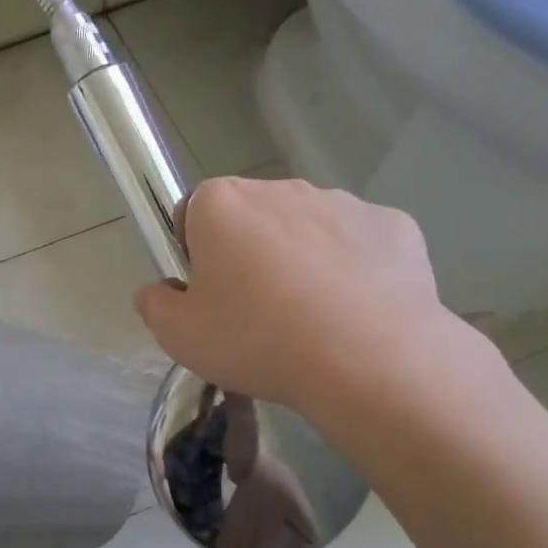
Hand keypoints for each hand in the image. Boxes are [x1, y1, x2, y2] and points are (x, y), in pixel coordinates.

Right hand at [132, 176, 469, 407]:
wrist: (368, 359)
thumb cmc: (257, 340)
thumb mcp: (180, 337)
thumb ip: (154, 306)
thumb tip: (157, 292)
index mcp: (222, 204)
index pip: (193, 212)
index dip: (194, 252)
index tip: (208, 292)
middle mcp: (280, 188)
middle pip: (252, 216)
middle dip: (248, 252)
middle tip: (255, 312)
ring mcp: (343, 202)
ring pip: (306, 228)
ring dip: (300, 258)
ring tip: (311, 319)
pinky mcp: (393, 225)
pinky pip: (359, 244)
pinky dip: (353, 269)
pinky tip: (355, 314)